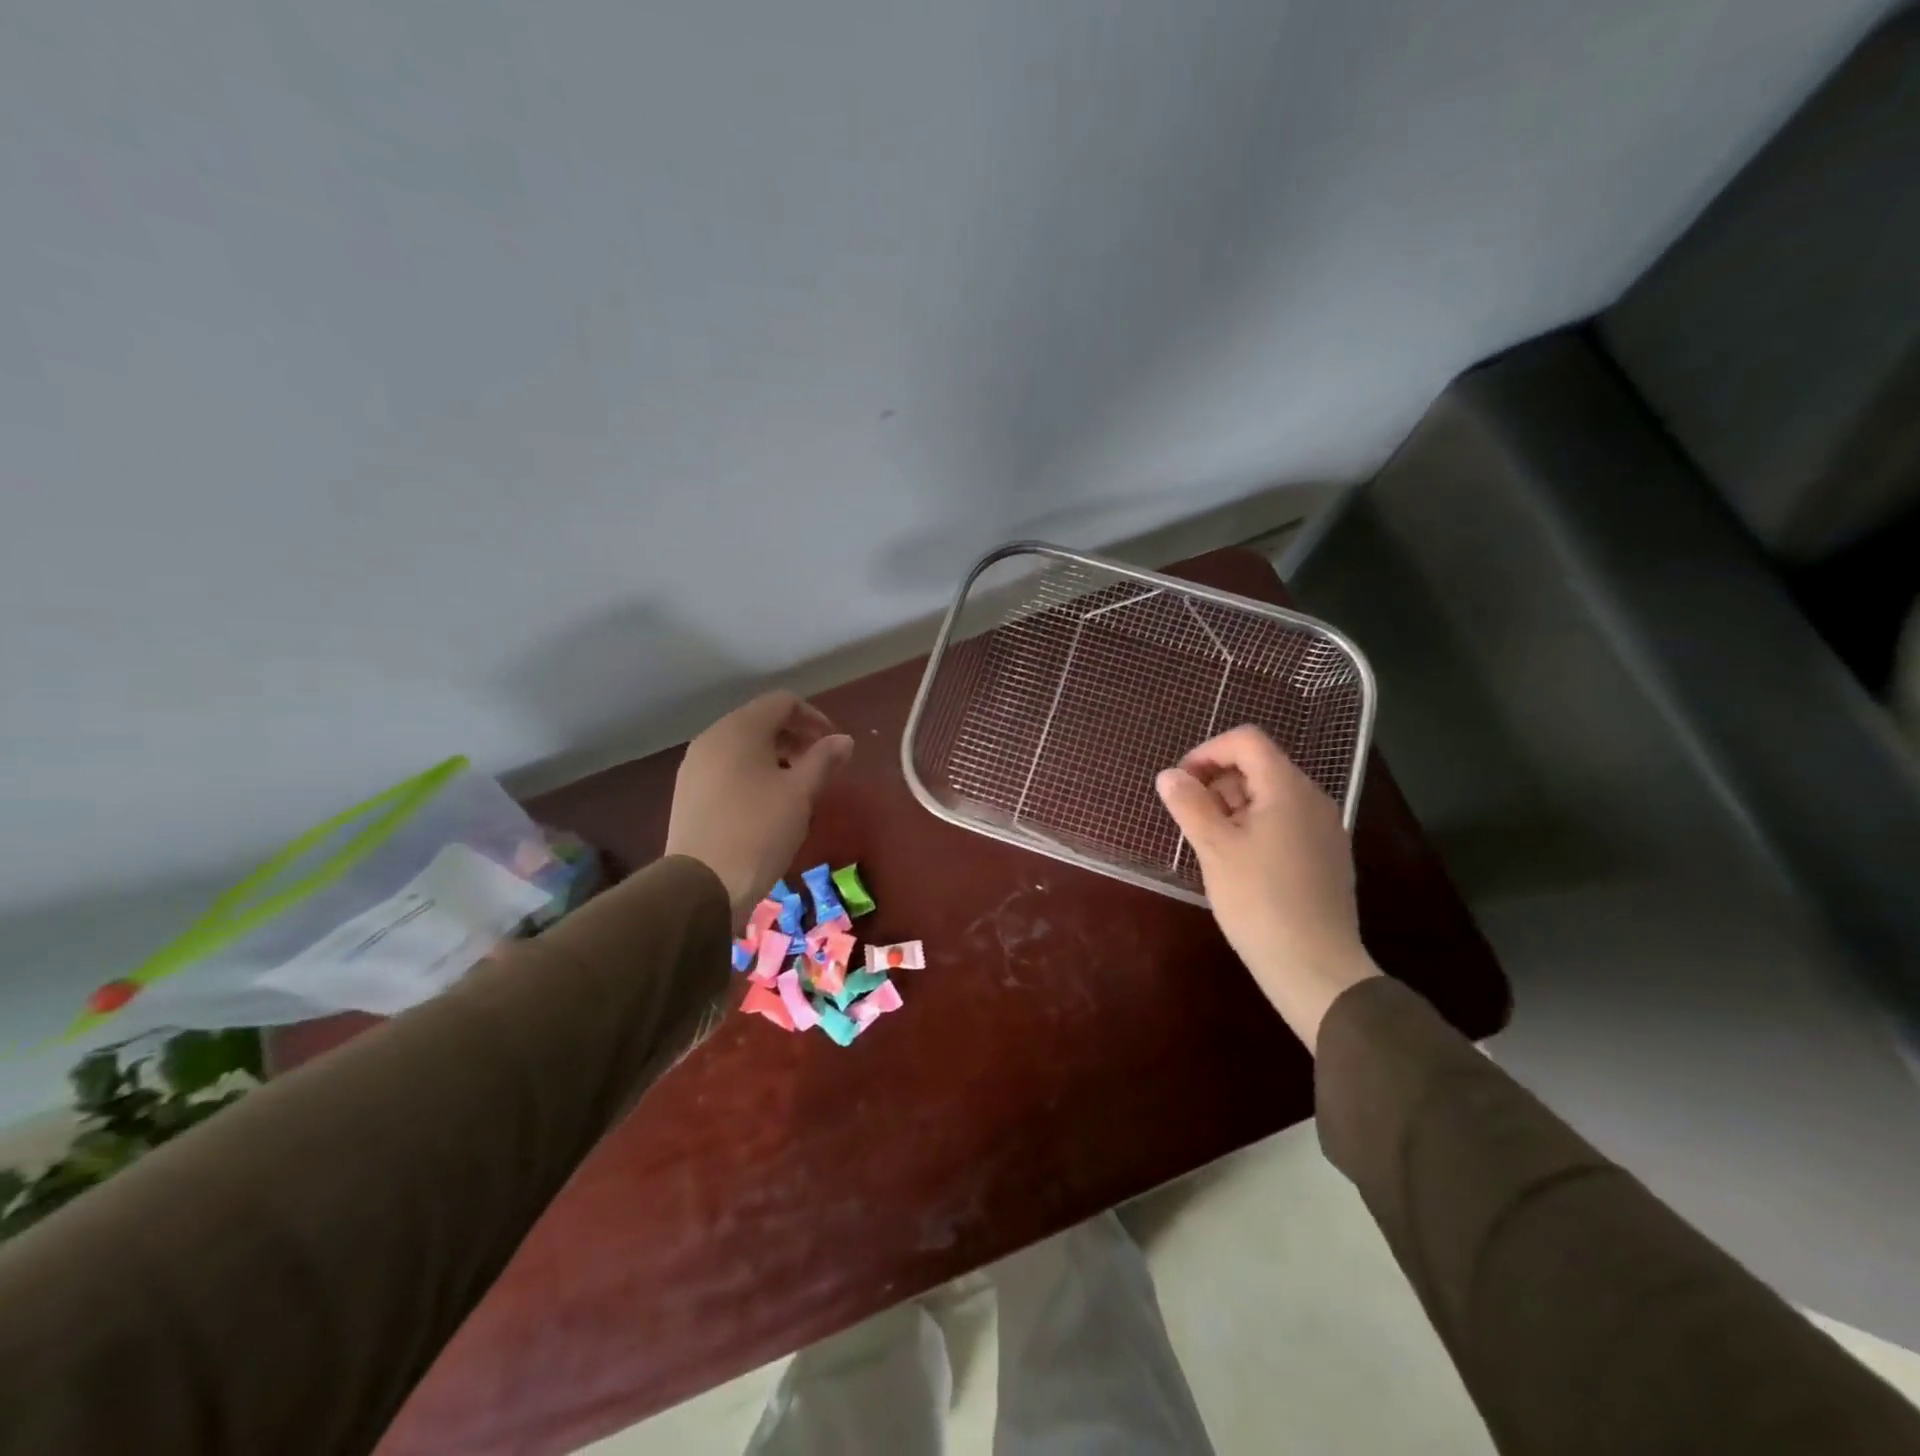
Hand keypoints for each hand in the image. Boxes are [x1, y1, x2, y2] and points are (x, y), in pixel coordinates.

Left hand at [665, 691, 854, 925]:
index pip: (782, 702)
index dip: (814, 717)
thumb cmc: (759, 831)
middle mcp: (711, 738)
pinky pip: (726, 768)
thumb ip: (824, 759)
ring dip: (774, 756)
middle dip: (794, 737)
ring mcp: (694, 765)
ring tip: (795, 788)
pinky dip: (751, 773)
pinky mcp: (687, 792)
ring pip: (742, 746)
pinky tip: (765, 804)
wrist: (701, 885)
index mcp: (739, 729)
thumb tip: (844, 740)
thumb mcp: (800, 793)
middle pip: (760, 721)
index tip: (833, 746)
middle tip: (819, 767)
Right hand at [1155, 725, 1378, 1050]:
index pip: (1246, 740)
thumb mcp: (1214, 848)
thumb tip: (1168, 775)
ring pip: (1271, 796)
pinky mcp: (1326, 856)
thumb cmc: (1259, 900)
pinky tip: (1239, 863)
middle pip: (1259, 765)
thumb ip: (1189, 804)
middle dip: (1217, 781)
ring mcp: (1324, 828)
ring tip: (1210, 843)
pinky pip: (1285, 822)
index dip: (1207, 752)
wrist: (1316, 967)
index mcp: (1287, 788)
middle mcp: (1312, 799)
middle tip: (1190, 817)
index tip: (1180, 783)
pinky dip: (1255, 826)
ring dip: (1233, 806)